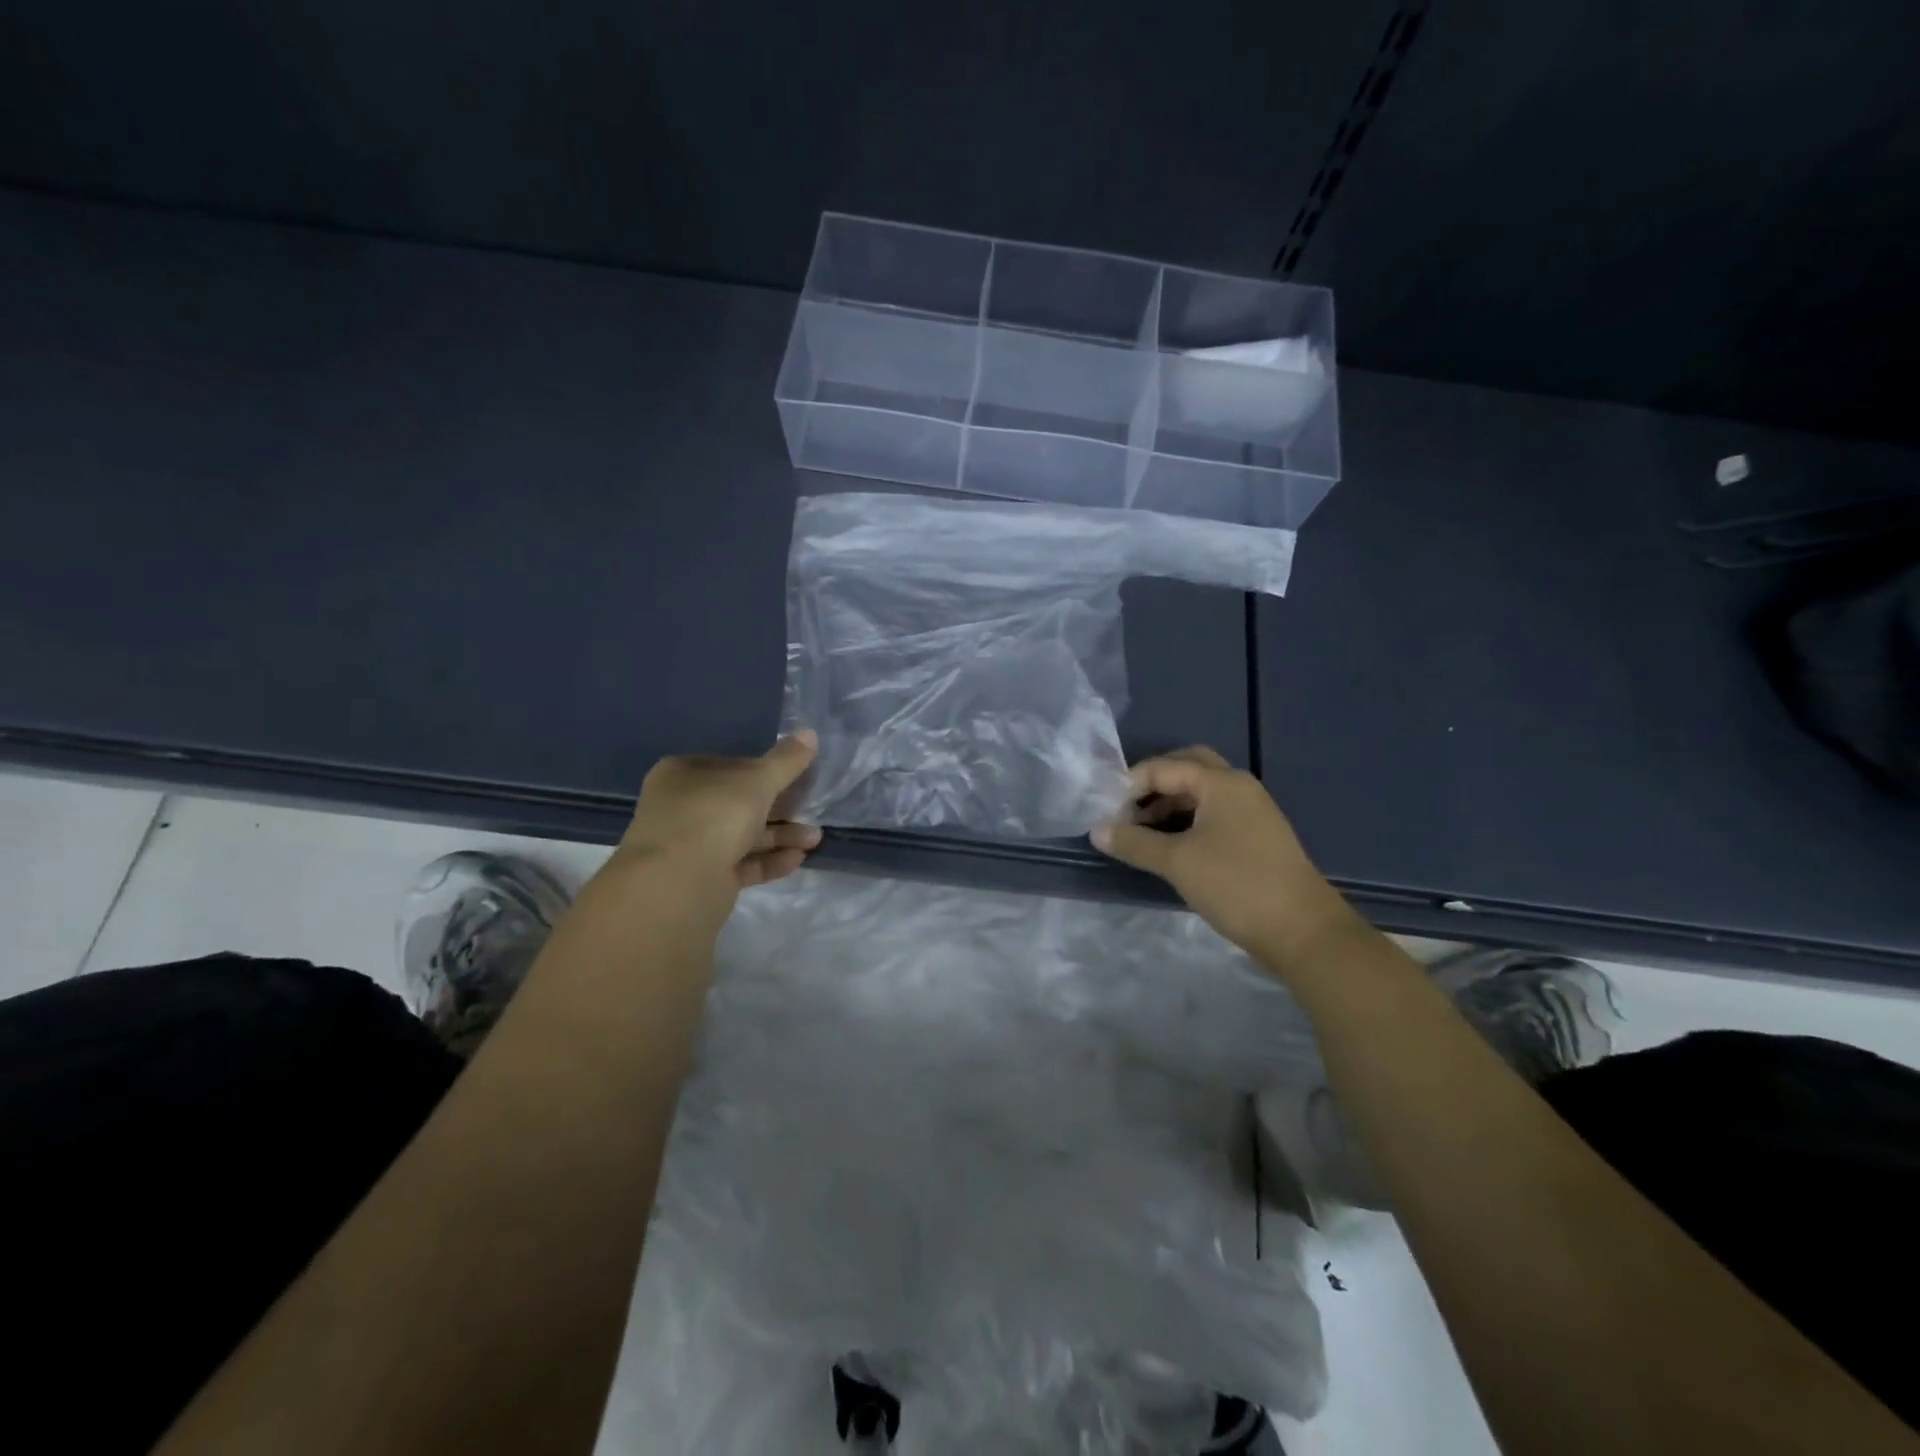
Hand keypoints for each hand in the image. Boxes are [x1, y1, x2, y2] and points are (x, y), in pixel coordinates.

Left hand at [617, 731, 822, 889]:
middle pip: (739, 803)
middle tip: (812, 812)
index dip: (765, 771)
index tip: (796, 779)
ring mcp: (690, 845)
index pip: (731, 766)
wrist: (678, 883)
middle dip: (780, 809)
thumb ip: (786, 761)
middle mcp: (681, 807)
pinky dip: (768, 860)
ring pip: (743, 835)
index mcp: (683, 774)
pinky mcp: (702, 878)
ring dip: (780, 836)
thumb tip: (810, 733)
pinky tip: (797, 859)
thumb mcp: (758, 781)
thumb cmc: (714, 816)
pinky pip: (741, 863)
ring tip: (815, 840)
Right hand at [1092, 745, 1362, 968]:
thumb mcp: (1177, 863)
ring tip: (1142, 832)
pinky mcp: (1256, 836)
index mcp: (1221, 783)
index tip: (1104, 810)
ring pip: (1201, 792)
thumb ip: (1134, 843)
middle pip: (1187, 768)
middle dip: (1153, 784)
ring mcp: (1251, 811)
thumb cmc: (1237, 885)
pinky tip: (1170, 846)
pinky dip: (1187, 820)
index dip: (1130, 784)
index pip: (1164, 767)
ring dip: (1169, 802)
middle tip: (1126, 808)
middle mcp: (1238, 787)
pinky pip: (1214, 813)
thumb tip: (1096, 831)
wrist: (1303, 931)